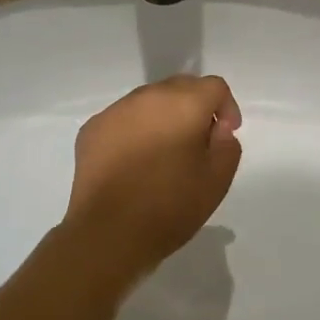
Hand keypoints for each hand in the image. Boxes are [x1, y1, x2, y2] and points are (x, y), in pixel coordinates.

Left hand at [63, 75, 243, 288]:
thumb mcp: (217, 180)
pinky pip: (123, 119)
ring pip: (149, 101)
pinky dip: (136, 131)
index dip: (227, 108)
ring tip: (164, 154)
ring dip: (163, 118)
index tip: (225, 135)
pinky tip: (135, 163)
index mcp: (183, 103)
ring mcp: (114, 111)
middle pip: (180, 87)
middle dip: (195, 107)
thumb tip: (217, 128)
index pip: (214, 86)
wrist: (108, 233)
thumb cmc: (170, 207)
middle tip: (198, 143)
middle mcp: (147, 97)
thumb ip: (227, 145)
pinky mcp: (92, 129)